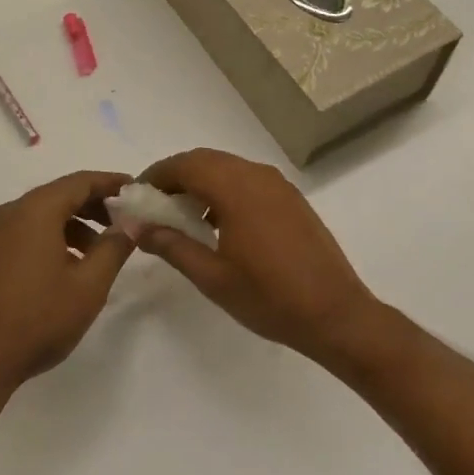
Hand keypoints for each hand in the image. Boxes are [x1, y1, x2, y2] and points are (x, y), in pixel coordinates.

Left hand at [0, 171, 135, 406]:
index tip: (137, 190)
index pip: (81, 181)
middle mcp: (14, 213)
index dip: (111, 183)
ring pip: (46, 215)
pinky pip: (31, 232)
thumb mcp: (89, 285)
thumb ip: (114, 247)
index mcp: (36, 210)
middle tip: (126, 221)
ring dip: (77, 224)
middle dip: (96, 204)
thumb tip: (131, 223)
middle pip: (62, 194)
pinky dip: (57, 237)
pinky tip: (72, 267)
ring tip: (103, 251)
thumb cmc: (39, 318)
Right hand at [137, 149, 383, 368]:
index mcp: (236, 189)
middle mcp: (257, 175)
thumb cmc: (270, 298)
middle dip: (176, 176)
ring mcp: (278, 185)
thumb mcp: (212, 277)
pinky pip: (247, 179)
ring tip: (181, 214)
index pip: (185, 165)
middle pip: (205, 160)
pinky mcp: (291, 198)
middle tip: (154, 204)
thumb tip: (137, 227)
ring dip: (200, 181)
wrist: (337, 314)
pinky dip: (224, 188)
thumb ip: (171, 246)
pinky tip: (217, 222)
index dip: (156, 175)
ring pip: (227, 167)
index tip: (136, 195)